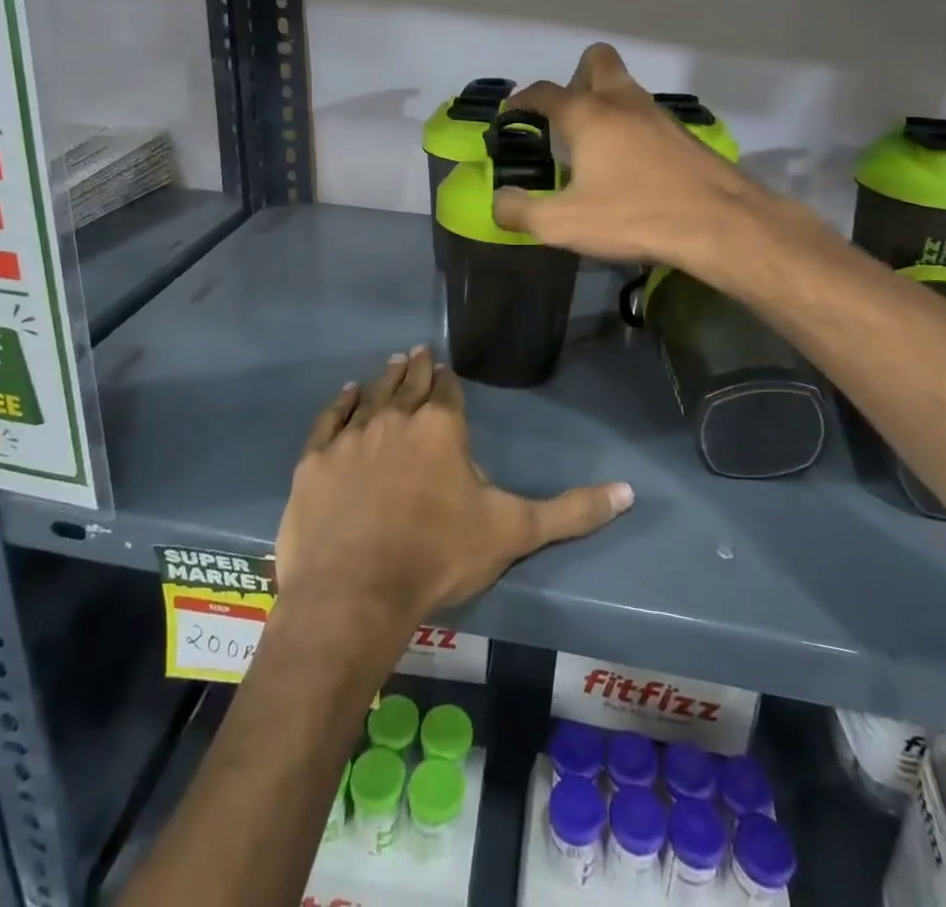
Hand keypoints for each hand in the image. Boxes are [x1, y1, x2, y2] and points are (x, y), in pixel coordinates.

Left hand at [274, 348, 631, 631]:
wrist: (355, 593)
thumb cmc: (439, 557)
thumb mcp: (514, 532)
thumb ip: (571, 511)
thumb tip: (629, 492)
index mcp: (442, 427)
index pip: (449, 391)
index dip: (450, 382)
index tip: (448, 371)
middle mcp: (397, 418)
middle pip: (411, 384)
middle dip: (419, 369)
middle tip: (420, 353)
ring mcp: (352, 436)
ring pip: (373, 394)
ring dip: (386, 378)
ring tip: (396, 362)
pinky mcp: (315, 460)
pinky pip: (330, 419)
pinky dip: (341, 403)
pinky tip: (347, 392)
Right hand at [493, 43, 763, 269]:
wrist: (720, 223)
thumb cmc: (635, 216)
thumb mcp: (564, 224)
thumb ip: (520, 212)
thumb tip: (499, 201)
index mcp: (587, 115)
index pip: (544, 92)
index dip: (521, 101)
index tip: (512, 115)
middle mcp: (622, 102)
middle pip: (596, 62)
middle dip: (574, 80)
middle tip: (564, 120)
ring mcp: (658, 115)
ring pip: (625, 89)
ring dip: (604, 105)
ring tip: (593, 150)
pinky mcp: (682, 135)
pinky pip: (646, 116)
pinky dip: (630, 128)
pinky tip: (629, 167)